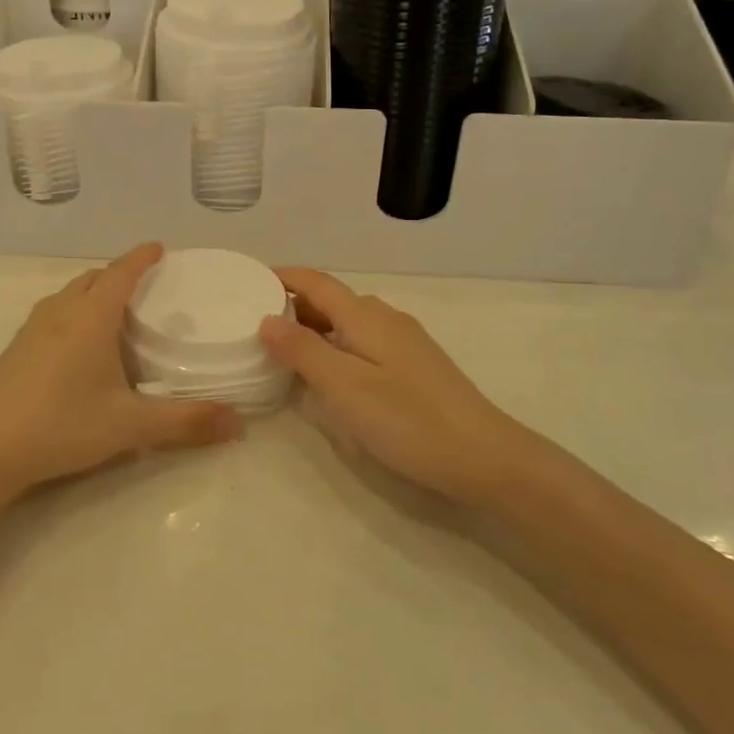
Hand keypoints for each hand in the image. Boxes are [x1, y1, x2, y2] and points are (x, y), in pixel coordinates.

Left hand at [0, 244, 242, 511]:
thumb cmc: (62, 424)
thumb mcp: (130, 425)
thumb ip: (186, 421)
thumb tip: (240, 423)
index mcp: (90, 316)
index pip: (121, 272)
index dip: (142, 257)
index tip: (160, 247)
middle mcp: (60, 312)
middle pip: (93, 279)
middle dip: (119, 275)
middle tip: (146, 288)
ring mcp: (32, 329)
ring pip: (69, 296)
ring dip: (93, 293)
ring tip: (116, 314)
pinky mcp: (15, 350)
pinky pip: (53, 314)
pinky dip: (74, 313)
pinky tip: (79, 348)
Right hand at [260, 268, 525, 507]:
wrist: (484, 457)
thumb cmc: (407, 419)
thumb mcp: (344, 386)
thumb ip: (303, 350)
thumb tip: (266, 319)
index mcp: (366, 315)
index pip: (316, 282)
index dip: (283, 277)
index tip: (249, 280)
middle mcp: (385, 318)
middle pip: (331, 300)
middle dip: (293, 305)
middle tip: (255, 324)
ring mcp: (404, 342)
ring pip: (348, 322)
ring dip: (314, 327)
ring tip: (284, 349)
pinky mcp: (414, 366)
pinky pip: (363, 342)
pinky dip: (336, 345)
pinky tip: (329, 373)